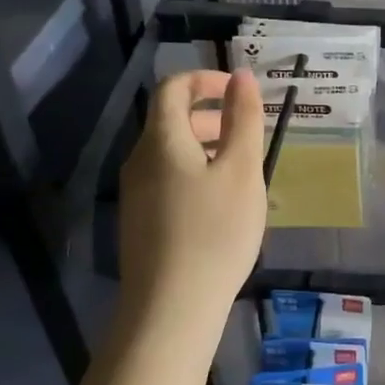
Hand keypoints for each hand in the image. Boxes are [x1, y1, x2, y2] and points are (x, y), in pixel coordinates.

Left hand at [118, 69, 266, 324]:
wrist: (172, 308)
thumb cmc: (215, 231)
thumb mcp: (241, 170)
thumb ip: (243, 119)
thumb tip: (243, 76)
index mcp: (161, 140)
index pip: (174, 87)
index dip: (207, 79)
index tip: (241, 92)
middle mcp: (140, 160)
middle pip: (171, 120)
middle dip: (211, 115)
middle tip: (248, 134)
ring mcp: (135, 193)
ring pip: (171, 153)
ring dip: (206, 147)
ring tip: (243, 172)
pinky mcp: (140, 222)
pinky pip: (168, 180)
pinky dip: (196, 174)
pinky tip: (221, 206)